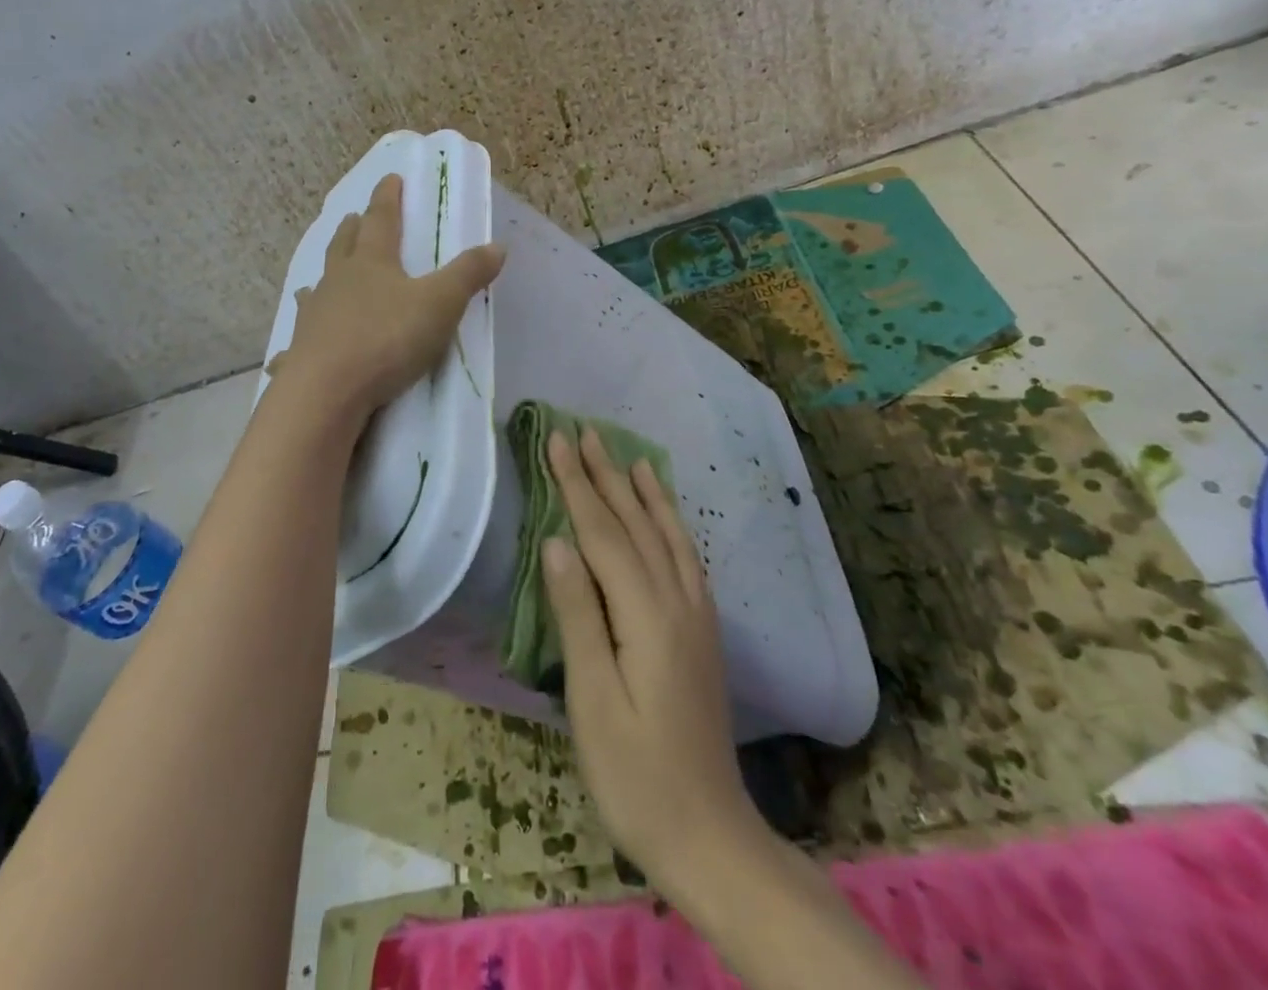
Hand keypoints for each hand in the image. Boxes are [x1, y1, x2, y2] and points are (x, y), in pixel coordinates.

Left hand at [275, 173, 504, 420]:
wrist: (327, 390)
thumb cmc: (387, 338)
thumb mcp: (439, 304)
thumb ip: (468, 274)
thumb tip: (498, 245)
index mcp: (372, 263)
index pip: (382, 220)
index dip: (388, 198)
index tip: (390, 178)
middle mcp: (338, 281)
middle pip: (344, 247)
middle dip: (352, 230)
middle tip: (352, 217)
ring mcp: (315, 315)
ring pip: (318, 286)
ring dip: (324, 277)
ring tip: (321, 276)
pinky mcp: (301, 351)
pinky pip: (299, 339)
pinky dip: (298, 338)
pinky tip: (288, 349)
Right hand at [541, 429, 759, 895]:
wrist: (711, 835)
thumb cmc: (636, 774)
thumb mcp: (592, 699)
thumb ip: (577, 614)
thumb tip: (556, 541)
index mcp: (647, 616)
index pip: (604, 534)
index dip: (577, 485)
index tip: (557, 440)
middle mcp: (677, 601)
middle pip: (636, 524)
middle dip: (606, 475)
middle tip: (584, 431)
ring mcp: (697, 615)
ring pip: (667, 535)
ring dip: (644, 493)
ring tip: (628, 457)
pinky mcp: (704, 631)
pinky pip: (687, 558)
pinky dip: (673, 524)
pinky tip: (665, 516)